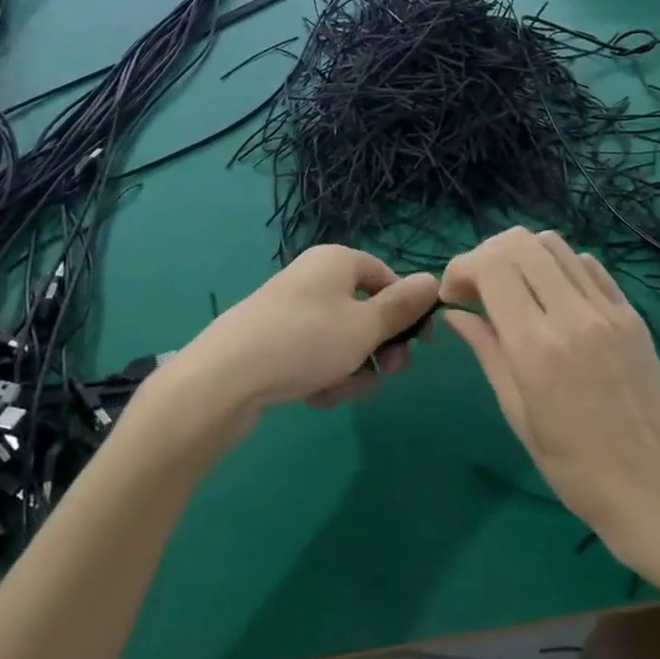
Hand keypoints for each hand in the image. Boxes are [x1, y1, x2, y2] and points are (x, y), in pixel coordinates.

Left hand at [178, 246, 438, 413]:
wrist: (226, 378)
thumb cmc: (306, 341)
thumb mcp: (365, 325)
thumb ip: (403, 306)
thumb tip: (433, 279)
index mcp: (337, 262)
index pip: (387, 278)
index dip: (408, 310)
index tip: (423, 345)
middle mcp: (315, 280)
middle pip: (366, 313)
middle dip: (379, 349)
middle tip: (384, 373)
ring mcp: (292, 312)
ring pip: (344, 342)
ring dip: (352, 370)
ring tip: (337, 389)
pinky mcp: (275, 342)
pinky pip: (316, 356)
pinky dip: (324, 376)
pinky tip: (315, 396)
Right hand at [440, 228, 659, 544]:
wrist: (653, 484)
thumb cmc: (573, 466)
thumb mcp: (516, 412)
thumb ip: (487, 351)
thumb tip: (456, 313)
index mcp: (536, 347)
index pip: (492, 266)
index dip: (462, 268)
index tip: (453, 296)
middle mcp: (573, 315)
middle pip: (520, 243)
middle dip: (487, 255)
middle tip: (478, 290)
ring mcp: (608, 310)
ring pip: (555, 246)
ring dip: (523, 258)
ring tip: (514, 292)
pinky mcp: (632, 313)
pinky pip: (588, 266)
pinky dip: (559, 268)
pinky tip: (553, 298)